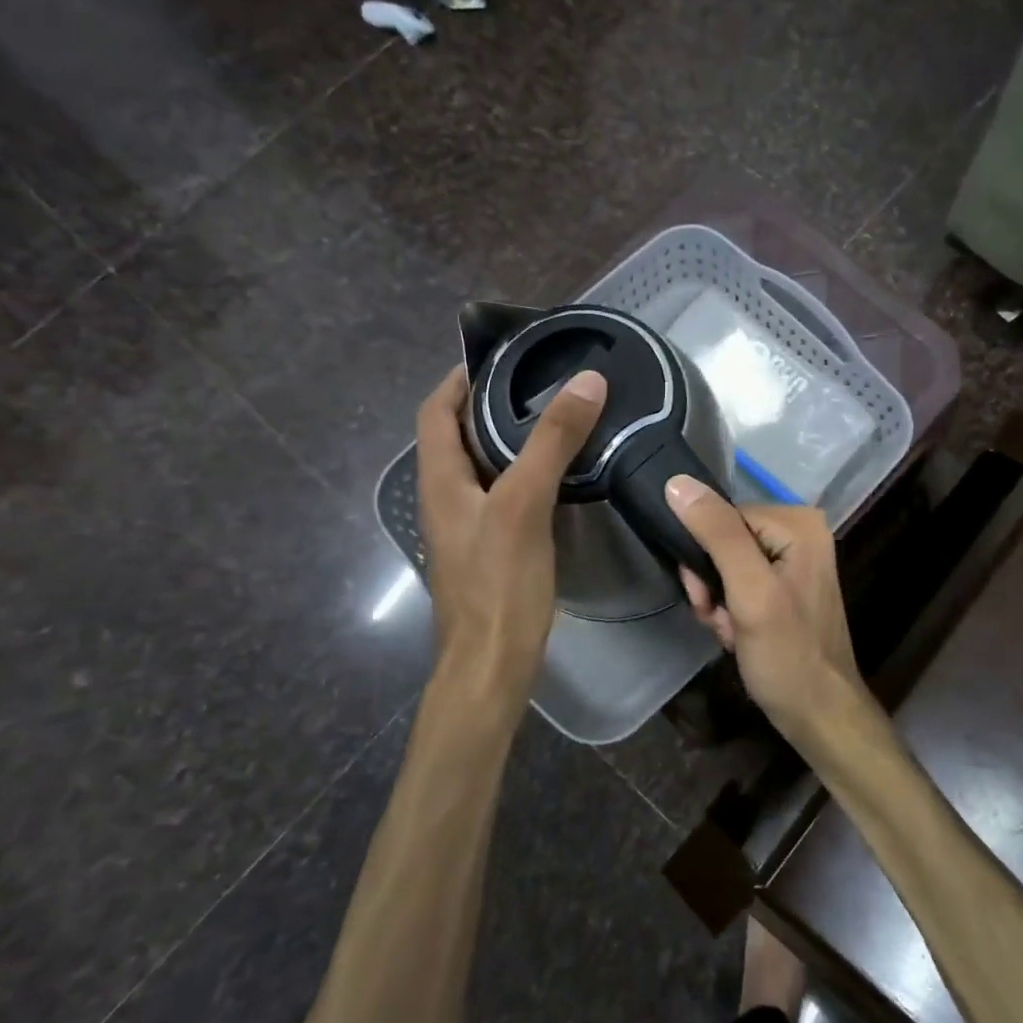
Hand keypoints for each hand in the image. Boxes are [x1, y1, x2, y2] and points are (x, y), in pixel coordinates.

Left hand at [415, 365, 605, 702]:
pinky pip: (503, 495)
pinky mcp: (491, 550)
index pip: (435, 412)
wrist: (491, 665)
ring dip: (508, 438)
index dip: (458, 379)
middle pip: (458, 436)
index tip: (498, 356)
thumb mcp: (525, 503)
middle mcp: (447, 499)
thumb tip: (587, 381)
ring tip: (555, 419)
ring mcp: (468, 527)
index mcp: (440, 481)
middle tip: (539, 382)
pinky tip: (559, 476)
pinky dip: (524, 473)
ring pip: (483, 467)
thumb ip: (552, 441)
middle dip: (490, 404)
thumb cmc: (498, 583)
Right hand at [667, 475, 865, 739]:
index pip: (723, 516)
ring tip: (731, 631)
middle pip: (724, 540)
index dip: (704, 555)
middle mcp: (800, 532)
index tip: (705, 597)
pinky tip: (738, 635)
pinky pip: (740, 584)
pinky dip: (731, 611)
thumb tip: (677, 482)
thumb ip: (717, 535)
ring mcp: (794, 560)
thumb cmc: (787, 655)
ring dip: (718, 601)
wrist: (819, 716)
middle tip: (719, 618)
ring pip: (726, 565)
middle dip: (712, 583)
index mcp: (798, 523)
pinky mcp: (785, 586)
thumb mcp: (749, 592)